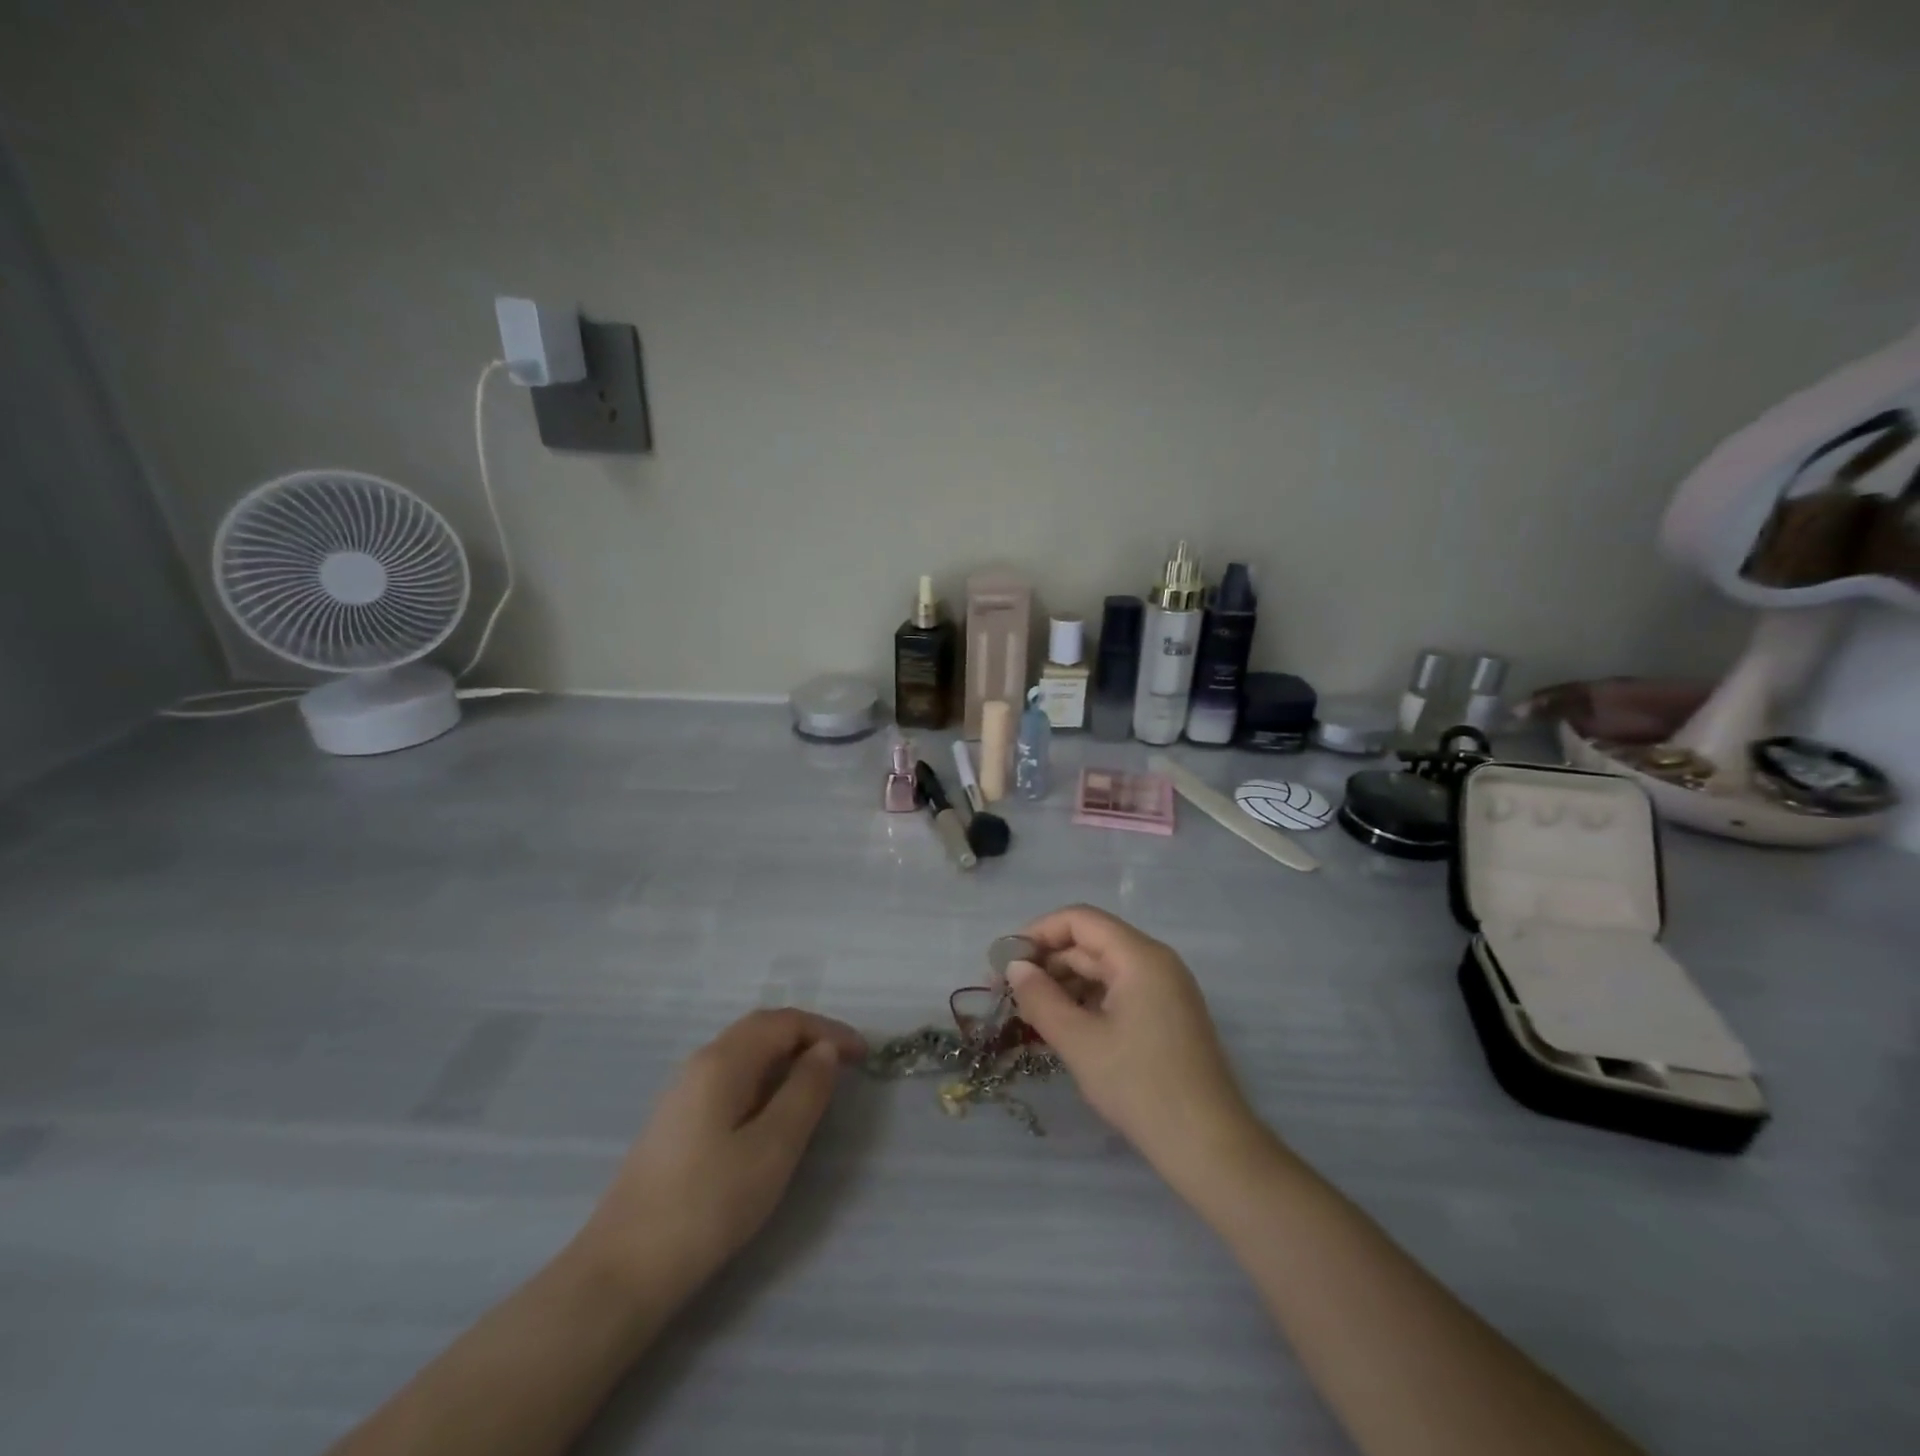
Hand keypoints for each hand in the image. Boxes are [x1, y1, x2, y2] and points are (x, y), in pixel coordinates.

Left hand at [574, 1010, 866, 1297]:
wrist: (622, 1272)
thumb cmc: (707, 1205)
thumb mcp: (773, 1148)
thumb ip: (805, 1092)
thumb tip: (824, 1051)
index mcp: (723, 1060)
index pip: (785, 1022)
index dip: (829, 1031)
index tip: (864, 1056)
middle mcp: (700, 1062)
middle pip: (762, 1029)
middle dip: (809, 1037)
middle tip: (847, 1063)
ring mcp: (684, 1092)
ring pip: (745, 1053)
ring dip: (786, 1057)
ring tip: (818, 1083)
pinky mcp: (677, 1121)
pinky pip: (731, 1078)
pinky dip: (764, 1078)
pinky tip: (774, 1110)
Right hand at [1006, 905, 1260, 1180]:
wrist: (1208, 1146)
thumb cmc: (1140, 1086)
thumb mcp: (1079, 1042)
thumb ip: (1041, 998)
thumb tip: (1015, 968)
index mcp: (1140, 956)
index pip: (1080, 920)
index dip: (1038, 932)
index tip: (1005, 960)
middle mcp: (1156, 962)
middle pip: (1091, 943)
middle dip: (1047, 962)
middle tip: (1007, 991)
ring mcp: (1165, 989)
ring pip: (1103, 970)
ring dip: (1064, 985)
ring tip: (1028, 1013)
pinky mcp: (1166, 1015)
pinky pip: (1118, 992)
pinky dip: (1087, 1003)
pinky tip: (1061, 1027)